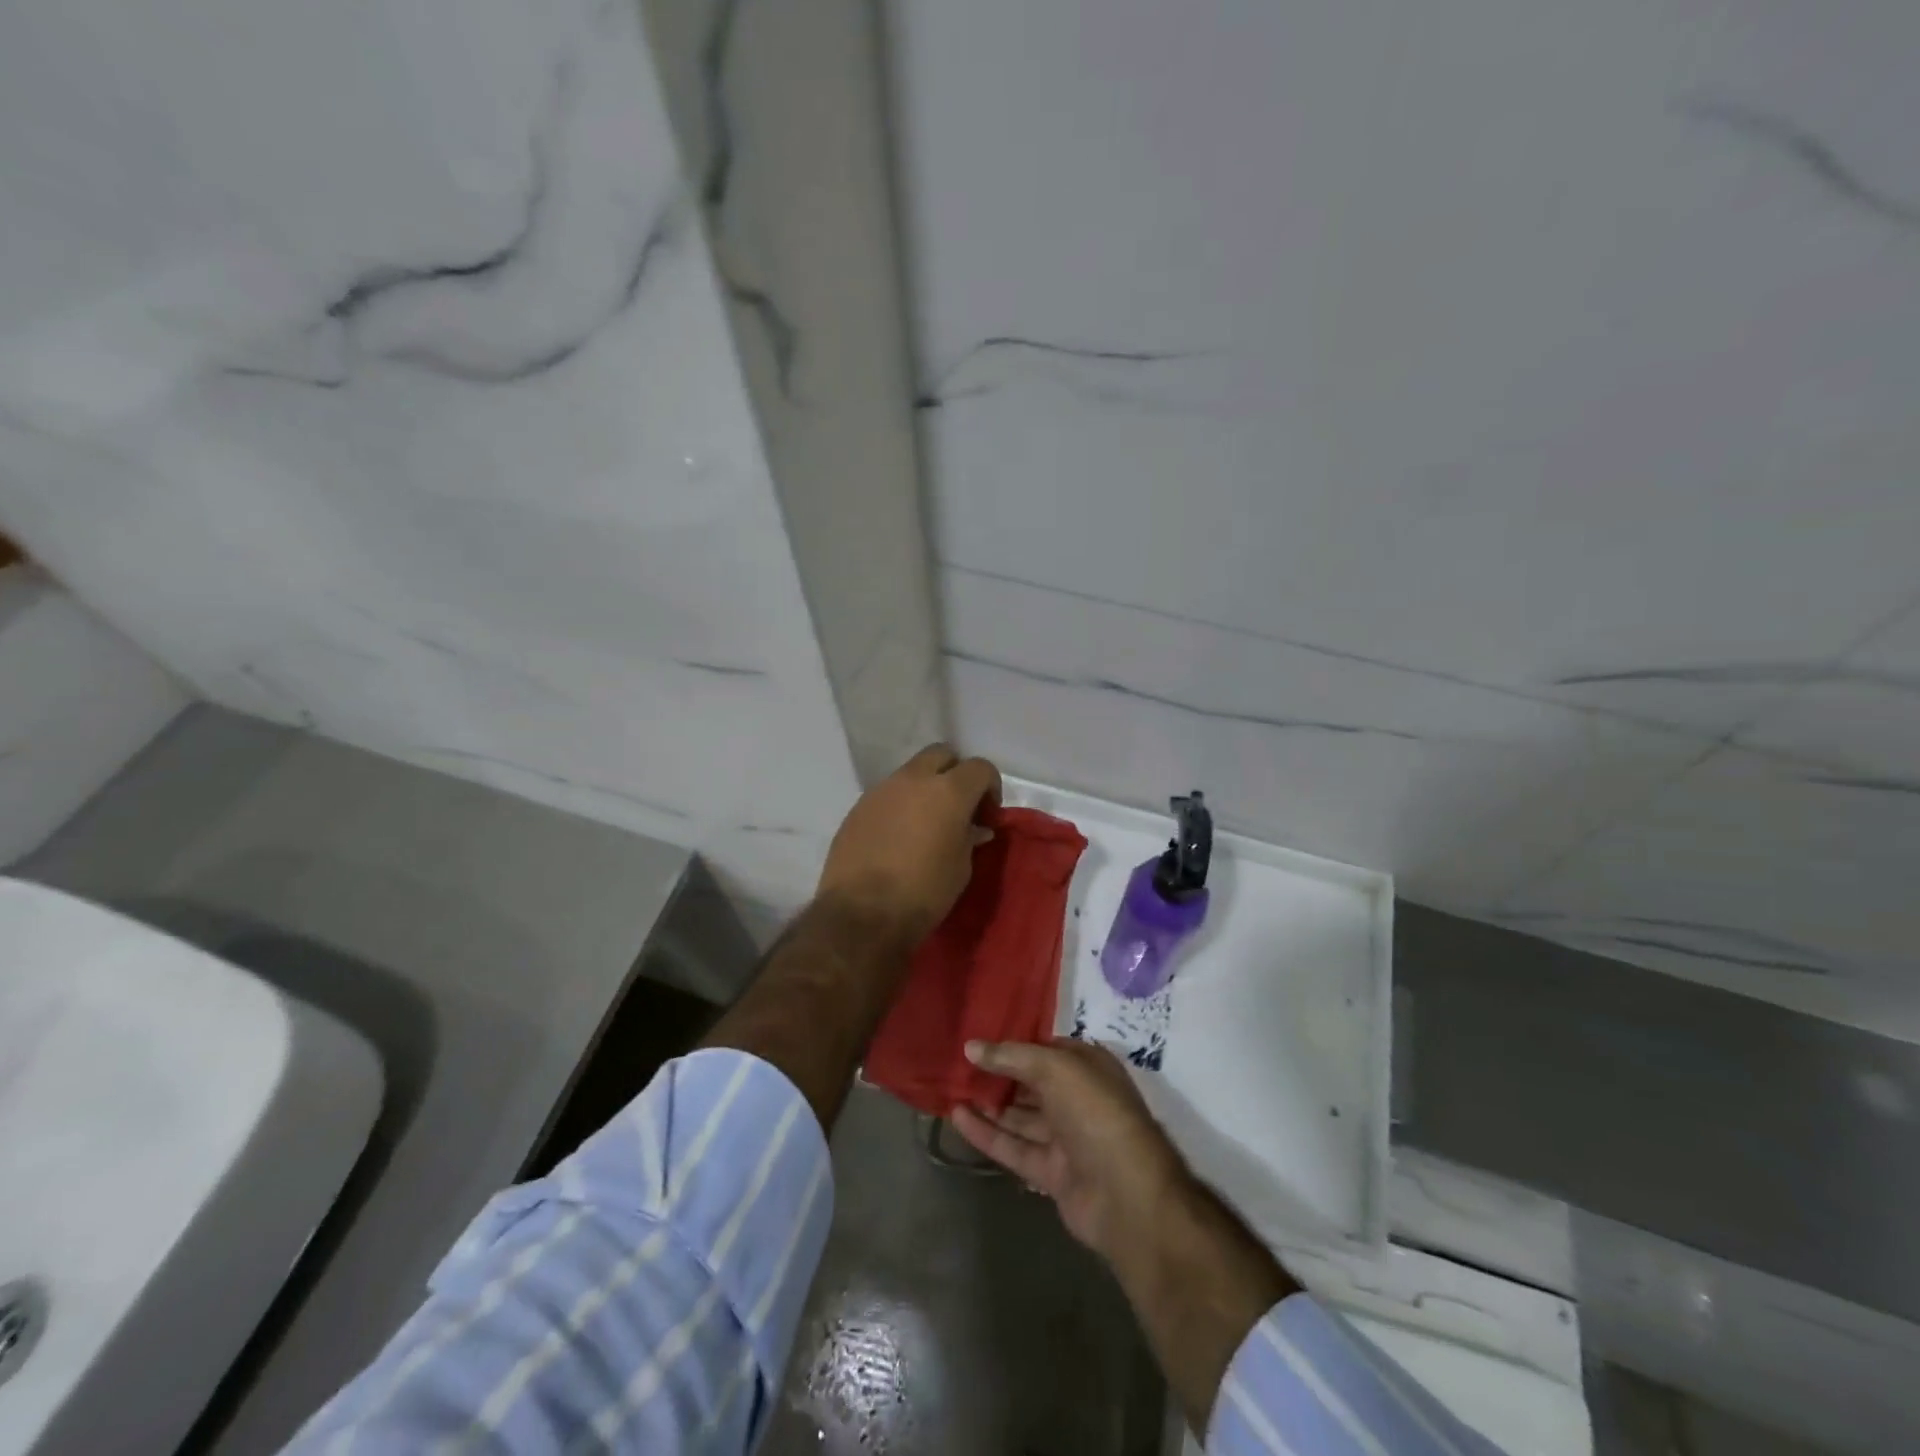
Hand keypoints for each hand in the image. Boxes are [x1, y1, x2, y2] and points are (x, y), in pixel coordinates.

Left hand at [815, 743, 1000, 944]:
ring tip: (927, 824)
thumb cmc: (924, 891)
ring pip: (911, 772)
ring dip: (925, 789)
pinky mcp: (858, 807)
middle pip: (942, 754)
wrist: (862, 913)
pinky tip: (899, 837)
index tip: (987, 816)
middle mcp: (913, 780)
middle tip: (959, 808)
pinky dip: (900, 805)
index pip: (980, 767)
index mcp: (948, 791)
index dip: (990, 788)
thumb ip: (969, 838)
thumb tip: (974, 827)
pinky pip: (887, 794)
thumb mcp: (961, 868)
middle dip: (956, 774)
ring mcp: (881, 790)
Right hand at [953, 1038, 1189, 1264]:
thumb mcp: (1055, 1068)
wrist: (1126, 1194)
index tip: (978, 1038)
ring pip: (1020, 1116)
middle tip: (956, 1063)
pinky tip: (957, 1117)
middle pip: (1031, 1083)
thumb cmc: (1095, 1113)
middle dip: (998, 1074)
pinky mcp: (1052, 1172)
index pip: (1045, 1048)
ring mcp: (1066, 1138)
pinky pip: (1014, 1147)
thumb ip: (1011, 1056)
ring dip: (988, 1103)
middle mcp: (1078, 1099)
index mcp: (1088, 1067)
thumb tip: (970, 1047)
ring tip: (951, 1088)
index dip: (1014, 1043)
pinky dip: (987, 1133)